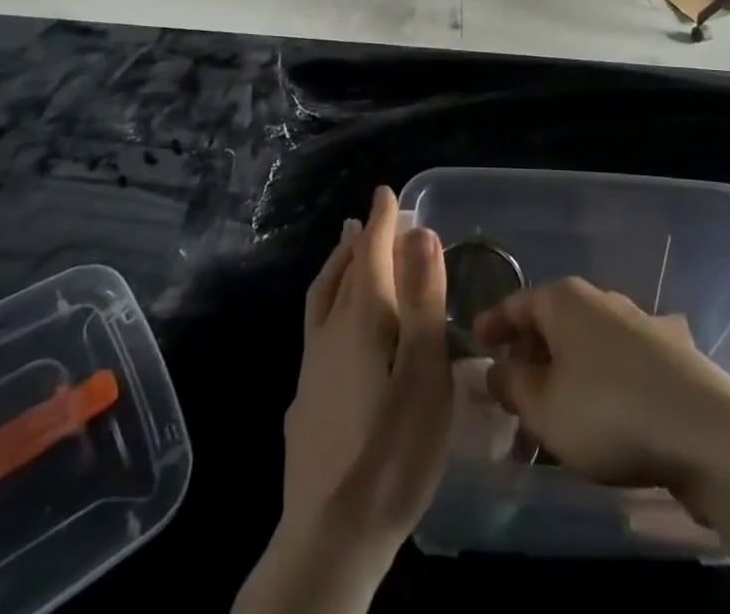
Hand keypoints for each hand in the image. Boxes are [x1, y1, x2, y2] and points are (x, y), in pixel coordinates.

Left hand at [237, 188, 450, 613]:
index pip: (370, 252)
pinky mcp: (305, 402)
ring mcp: (311, 368)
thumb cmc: (393, 449)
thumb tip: (419, 232)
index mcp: (362, 318)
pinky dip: (329, 307)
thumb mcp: (424, 371)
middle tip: (368, 219)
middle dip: (358, 240)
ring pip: (322, 300)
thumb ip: (422, 300)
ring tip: (345, 253)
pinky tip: (335, 332)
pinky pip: (316, 330)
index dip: (381, 221)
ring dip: (337, 268)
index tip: (385, 192)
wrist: (330, 536)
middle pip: (343, 272)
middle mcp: (330, 332)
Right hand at [473, 276, 729, 505]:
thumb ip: (511, 385)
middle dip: (526, 360)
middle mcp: (598, 300)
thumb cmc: (610, 411)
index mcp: (563, 299)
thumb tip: (495, 370)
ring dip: (560, 379)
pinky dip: (594, 385)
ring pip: (582, 348)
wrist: (708, 431)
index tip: (472, 344)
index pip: (514, 304)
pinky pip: (613, 364)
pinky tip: (596, 421)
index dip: (490, 325)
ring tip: (548, 423)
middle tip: (508, 399)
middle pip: (550, 325)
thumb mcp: (544, 407)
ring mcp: (636, 323)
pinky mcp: (665, 354)